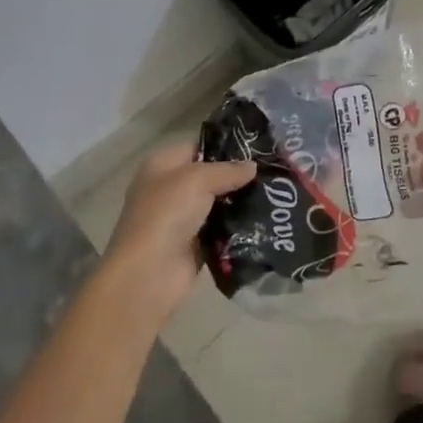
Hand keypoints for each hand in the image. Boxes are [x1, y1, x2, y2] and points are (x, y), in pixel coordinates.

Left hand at [105, 141, 255, 319]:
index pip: (197, 147)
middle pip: (208, 177)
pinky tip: (262, 223)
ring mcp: (179, 220)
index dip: (224, 147)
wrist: (148, 274)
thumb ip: (227, 170)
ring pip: (216, 205)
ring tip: (274, 196)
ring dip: (239, 204)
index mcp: (161, 165)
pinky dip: (236, 229)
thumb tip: (252, 166)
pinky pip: (219, 231)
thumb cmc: (166, 214)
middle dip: (236, 177)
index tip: (257, 150)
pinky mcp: (192, 246)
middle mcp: (168, 189)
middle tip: (271, 173)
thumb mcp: (197, 180)